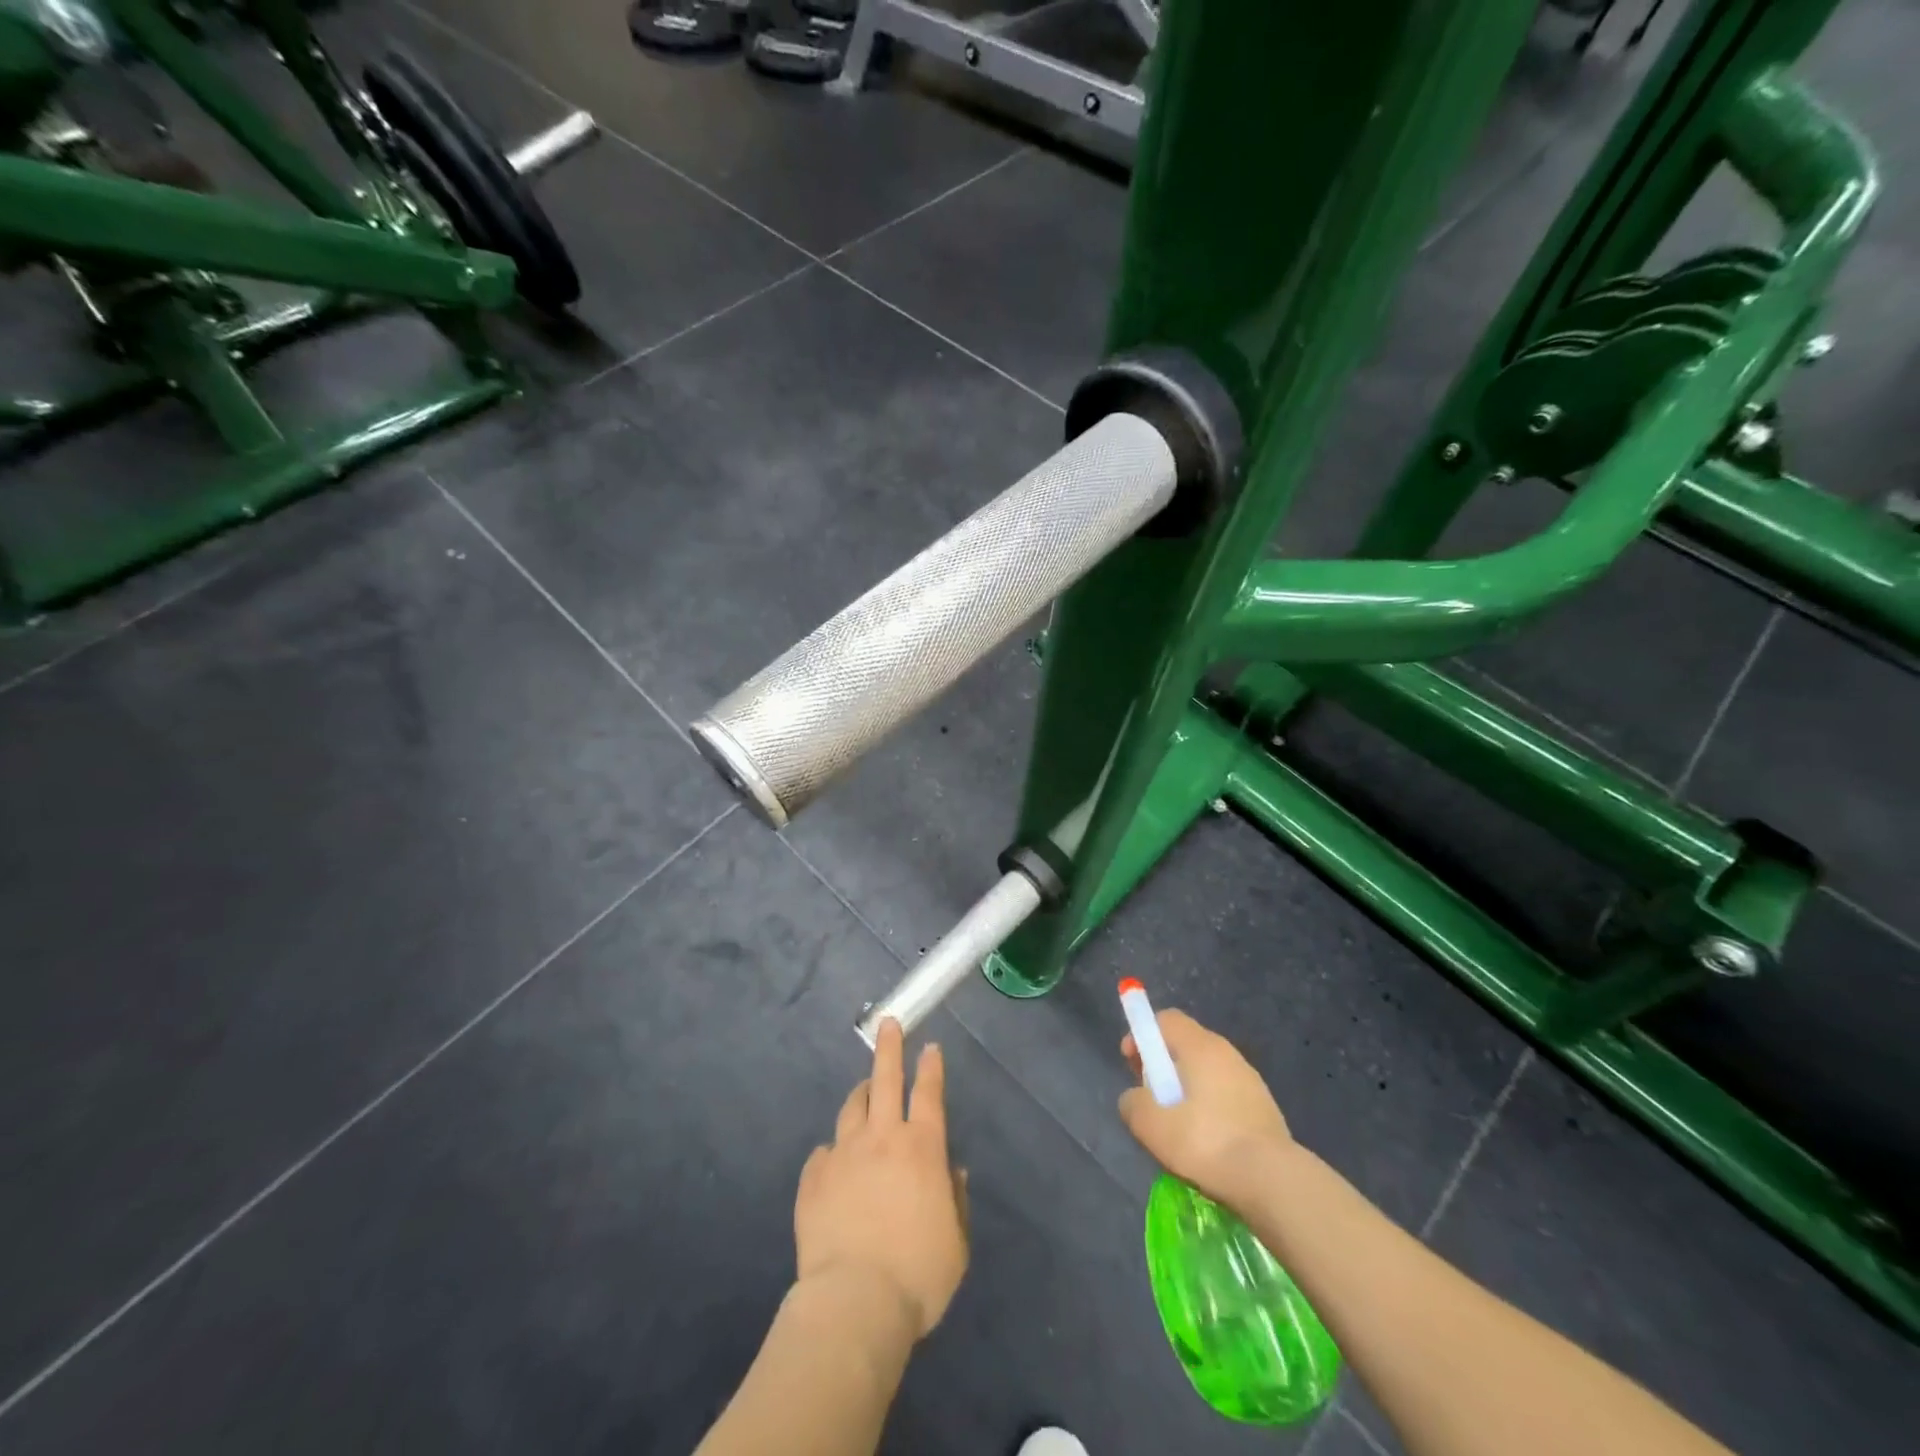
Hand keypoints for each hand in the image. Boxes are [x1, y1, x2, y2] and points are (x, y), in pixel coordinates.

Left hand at [794, 1019, 968, 1338]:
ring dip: (860, 1093)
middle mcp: (882, 1139)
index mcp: (922, 1148)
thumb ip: (955, 1201)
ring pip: (851, 1108)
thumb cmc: (918, 1275)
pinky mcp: (814, 1178)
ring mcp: (844, 1154)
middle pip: (885, 1080)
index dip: (931, 1068)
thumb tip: (953, 1172)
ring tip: (863, 1088)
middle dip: (889, 1048)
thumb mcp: (955, 1244)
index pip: (928, 1093)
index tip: (930, 1046)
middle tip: (888, 1024)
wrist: (854, 1301)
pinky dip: (833, 1152)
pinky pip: (823, 1153)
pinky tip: (833, 1161)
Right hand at [1119, 1008, 1293, 1202]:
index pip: (1166, 1019)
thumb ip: (1133, 1103)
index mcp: (1200, 1046)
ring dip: (1186, 1089)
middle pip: (1185, 1044)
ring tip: (1177, 1126)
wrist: (1274, 1181)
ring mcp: (1250, 1079)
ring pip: (1206, 1071)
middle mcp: (1227, 1053)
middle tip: (1151, 1097)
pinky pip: (1225, 1095)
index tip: (1131, 1063)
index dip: (1142, 1035)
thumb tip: (1135, 1098)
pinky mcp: (1264, 1107)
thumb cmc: (1206, 1142)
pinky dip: (1209, 1108)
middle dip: (1162, 1065)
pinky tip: (1206, 1141)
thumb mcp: (1151, 1125)